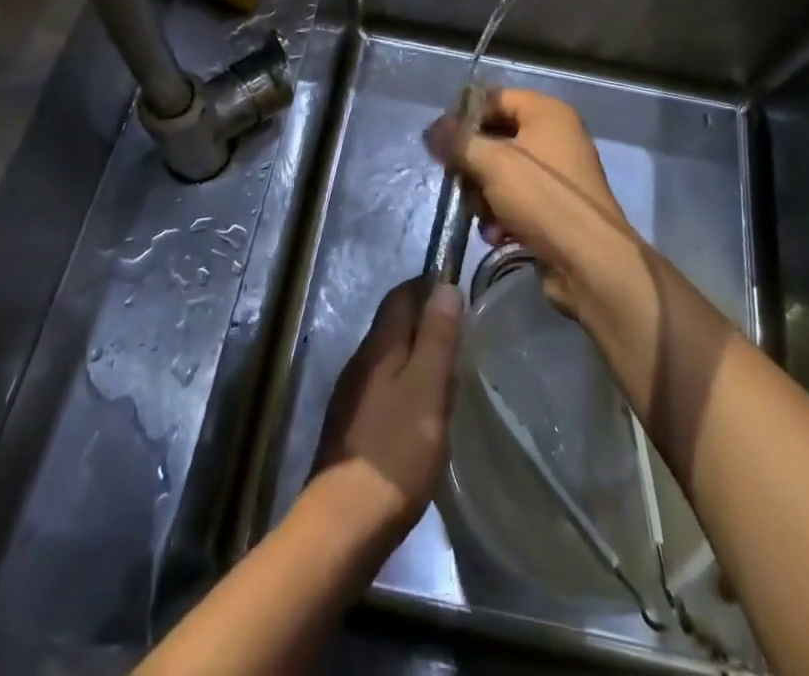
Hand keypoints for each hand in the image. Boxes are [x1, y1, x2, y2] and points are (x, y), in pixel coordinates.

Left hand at [310, 277, 462, 541]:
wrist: (344, 523)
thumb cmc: (395, 451)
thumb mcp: (427, 388)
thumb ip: (436, 336)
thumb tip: (444, 285)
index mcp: (379, 345)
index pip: (401, 294)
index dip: (429, 287)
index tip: (460, 295)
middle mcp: (361, 361)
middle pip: (395, 325)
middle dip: (428, 324)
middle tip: (463, 341)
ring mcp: (353, 395)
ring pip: (392, 359)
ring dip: (420, 359)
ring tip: (452, 380)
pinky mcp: (354, 428)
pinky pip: (386, 390)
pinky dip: (409, 390)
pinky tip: (426, 418)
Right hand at [425, 87, 642, 319]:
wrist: (590, 263)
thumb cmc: (542, 199)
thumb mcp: (493, 163)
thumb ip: (458, 142)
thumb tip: (432, 131)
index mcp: (547, 112)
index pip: (495, 97)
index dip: (465, 115)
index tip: (441, 140)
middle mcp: (556, 136)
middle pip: (496, 136)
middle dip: (473, 163)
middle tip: (458, 180)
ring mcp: (557, 174)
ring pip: (502, 172)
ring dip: (483, 195)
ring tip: (481, 215)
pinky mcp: (555, 207)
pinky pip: (517, 199)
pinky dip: (502, 214)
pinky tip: (496, 234)